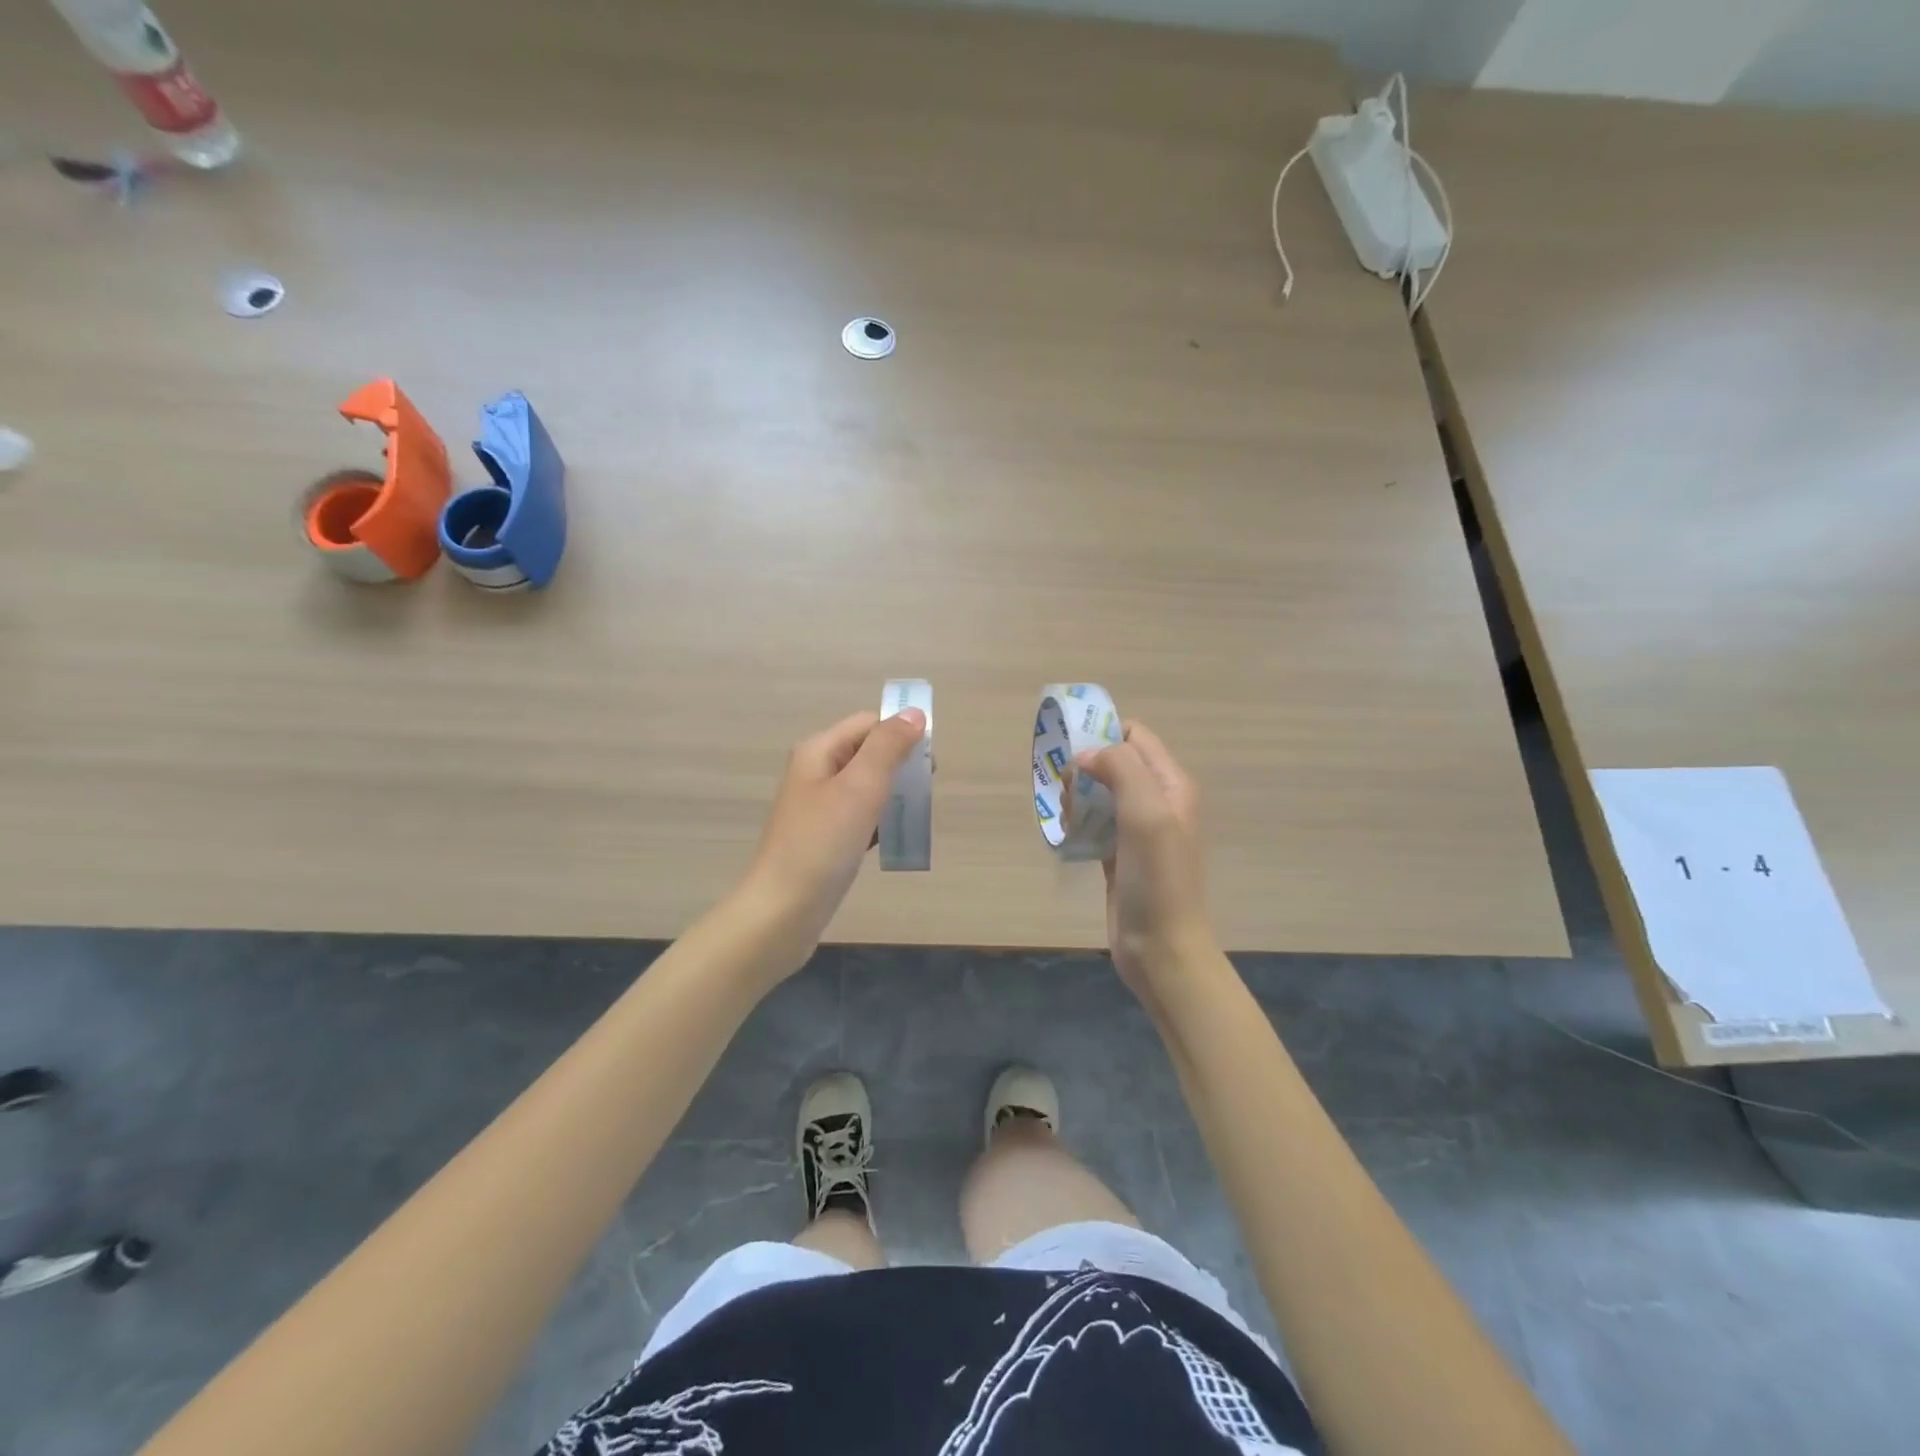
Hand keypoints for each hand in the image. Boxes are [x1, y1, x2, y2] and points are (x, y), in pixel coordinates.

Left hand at [742, 707, 927, 972]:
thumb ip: (889, 746)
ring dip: (893, 795)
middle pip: (868, 752)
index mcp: (819, 751)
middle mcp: (815, 772)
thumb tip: (915, 713)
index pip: (869, 723)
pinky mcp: (825, 838)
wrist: (782, 911)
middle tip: (923, 792)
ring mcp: (819, 807)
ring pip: (867, 786)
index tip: (929, 764)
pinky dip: (880, 821)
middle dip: (901, 766)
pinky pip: (861, 816)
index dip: (901, 734)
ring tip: (913, 815)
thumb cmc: (822, 844)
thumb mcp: (860, 787)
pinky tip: (893, 838)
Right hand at [1073, 721, 1215, 997]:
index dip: (1103, 735)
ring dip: (1077, 796)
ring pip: (1100, 793)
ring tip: (1066, 816)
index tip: (1071, 753)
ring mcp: (1139, 830)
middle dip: (1084, 768)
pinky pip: (1094, 823)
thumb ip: (1121, 768)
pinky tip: (1067, 834)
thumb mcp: (1146, 813)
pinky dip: (1078, 822)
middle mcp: (1158, 801)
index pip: (1135, 736)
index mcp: (1171, 784)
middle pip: (1114, 762)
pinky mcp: (1120, 855)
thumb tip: (1086, 755)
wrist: (1161, 948)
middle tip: (1067, 790)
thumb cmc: (1156, 879)